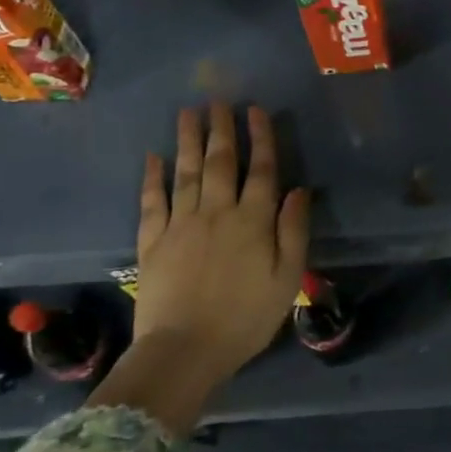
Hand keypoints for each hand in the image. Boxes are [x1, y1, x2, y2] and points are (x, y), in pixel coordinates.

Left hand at [133, 104, 309, 377]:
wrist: (184, 351)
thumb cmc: (246, 318)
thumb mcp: (287, 278)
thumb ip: (294, 231)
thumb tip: (298, 190)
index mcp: (253, 221)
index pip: (261, 170)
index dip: (261, 138)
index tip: (256, 110)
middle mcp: (216, 213)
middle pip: (220, 162)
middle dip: (222, 129)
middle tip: (219, 100)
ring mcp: (180, 224)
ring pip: (186, 172)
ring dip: (189, 140)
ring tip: (189, 112)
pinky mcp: (152, 241)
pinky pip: (152, 201)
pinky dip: (152, 177)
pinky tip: (154, 156)